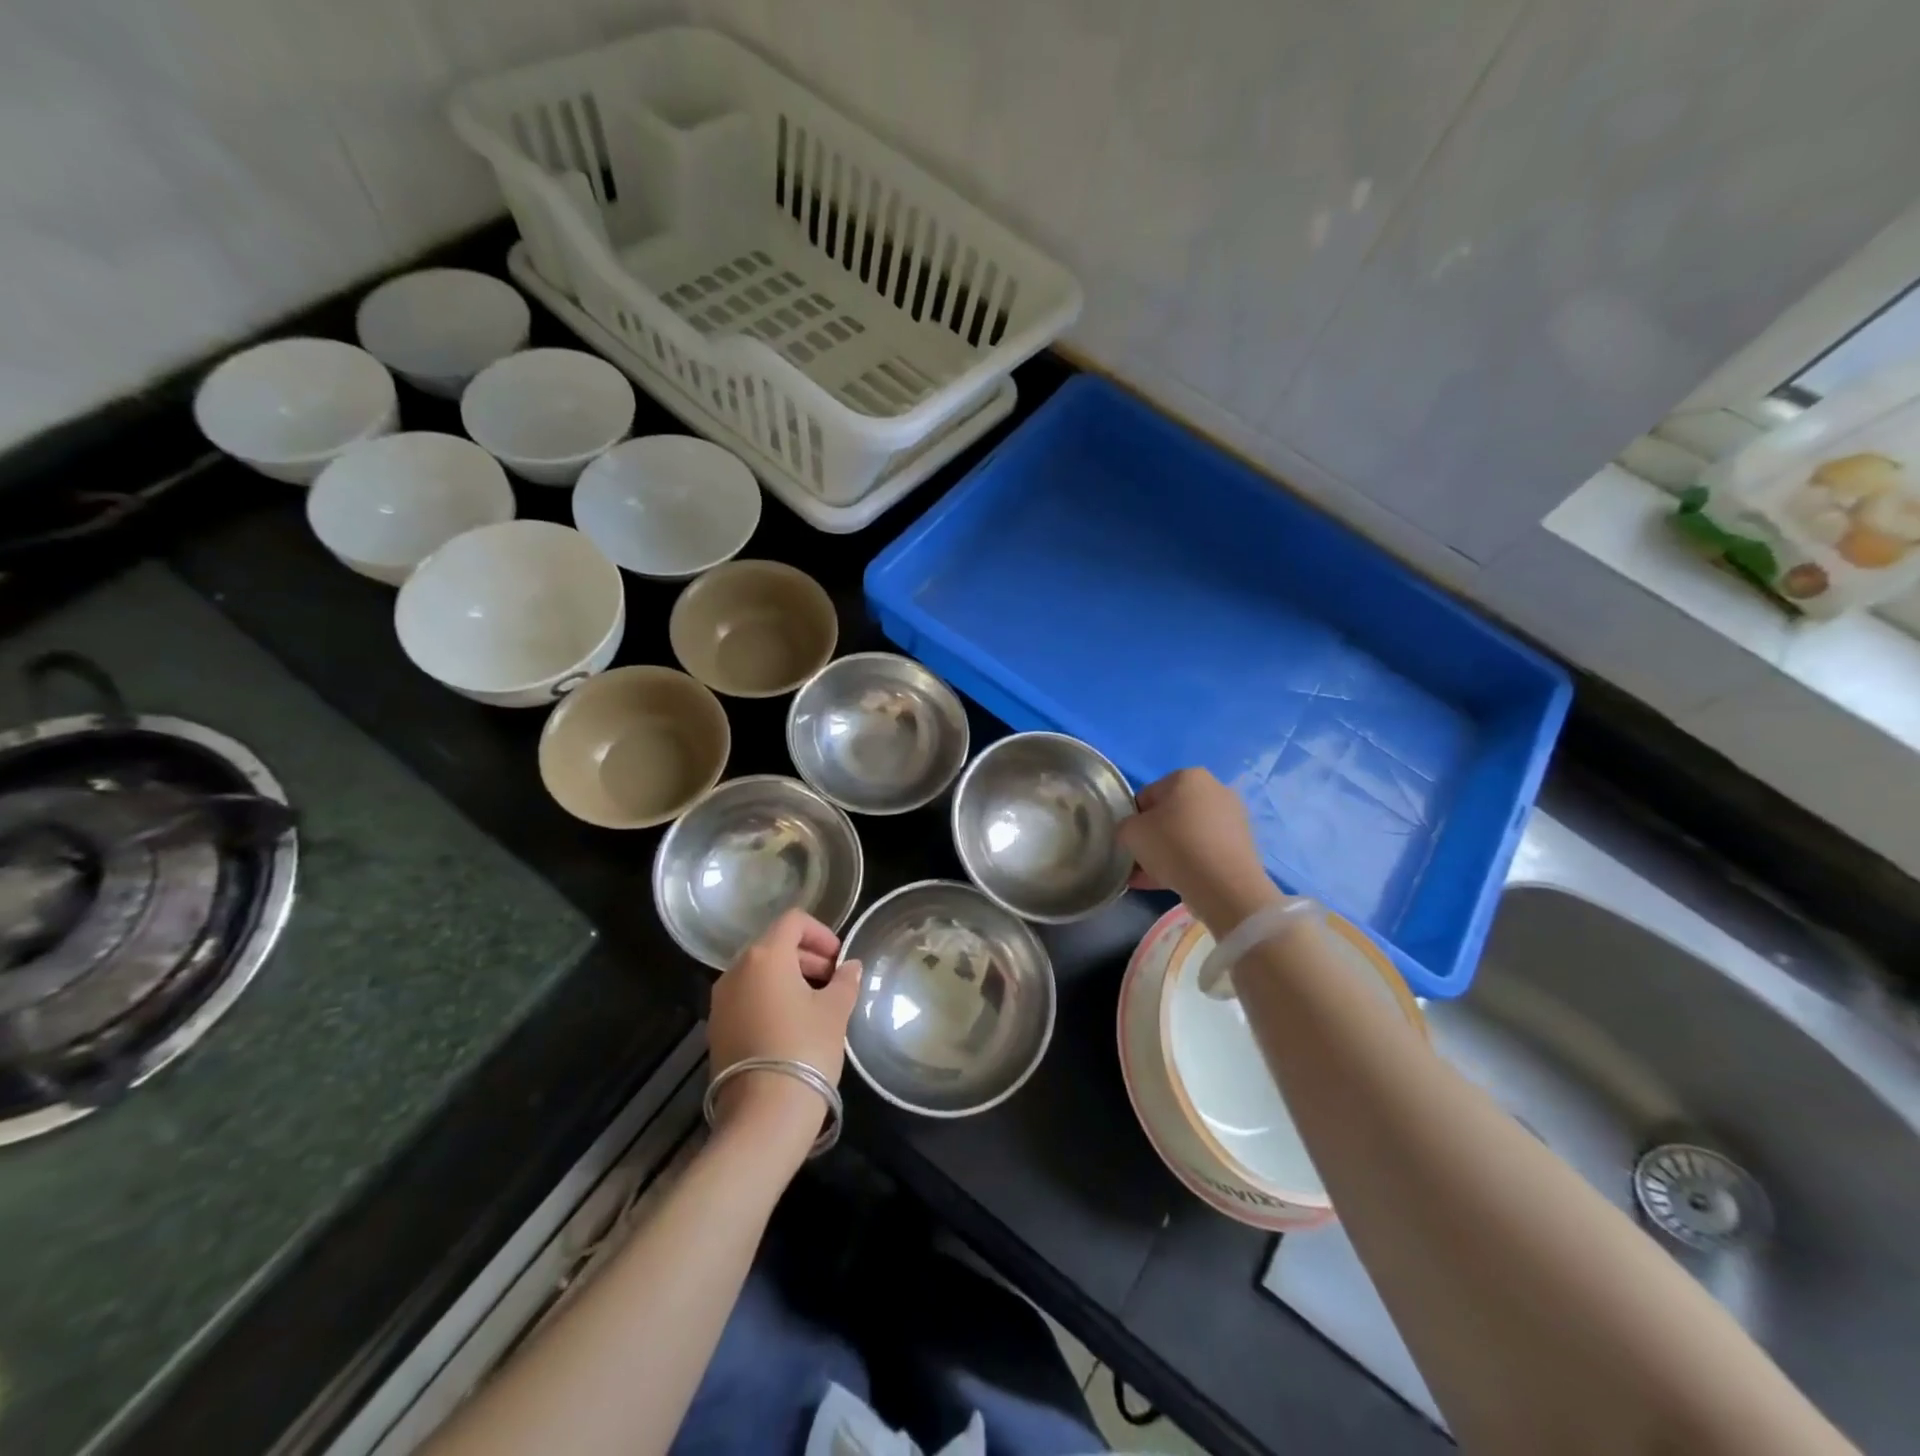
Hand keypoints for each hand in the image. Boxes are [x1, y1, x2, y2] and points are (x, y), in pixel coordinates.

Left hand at [707, 909, 861, 1140]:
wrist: (762, 1115)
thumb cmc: (805, 1048)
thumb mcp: (835, 1011)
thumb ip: (845, 981)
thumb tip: (851, 967)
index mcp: (765, 956)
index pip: (793, 921)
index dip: (821, 933)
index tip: (839, 959)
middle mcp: (735, 970)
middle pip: (774, 946)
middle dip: (807, 957)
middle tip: (833, 982)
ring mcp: (721, 1001)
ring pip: (759, 973)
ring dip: (789, 979)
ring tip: (816, 1006)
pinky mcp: (715, 1029)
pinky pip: (747, 998)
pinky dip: (770, 1000)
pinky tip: (792, 1027)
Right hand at [1118, 768, 1282, 931]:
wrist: (1224, 885)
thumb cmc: (1173, 845)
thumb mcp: (1130, 832)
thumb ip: (1125, 827)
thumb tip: (1133, 833)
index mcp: (1187, 776)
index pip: (1146, 796)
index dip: (1133, 821)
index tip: (1129, 843)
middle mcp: (1214, 789)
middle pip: (1170, 815)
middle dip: (1153, 838)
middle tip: (1140, 861)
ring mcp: (1232, 818)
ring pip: (1187, 835)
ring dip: (1168, 853)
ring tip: (1151, 878)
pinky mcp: (1242, 845)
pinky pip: (1204, 851)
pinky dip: (1188, 863)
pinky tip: (1171, 883)